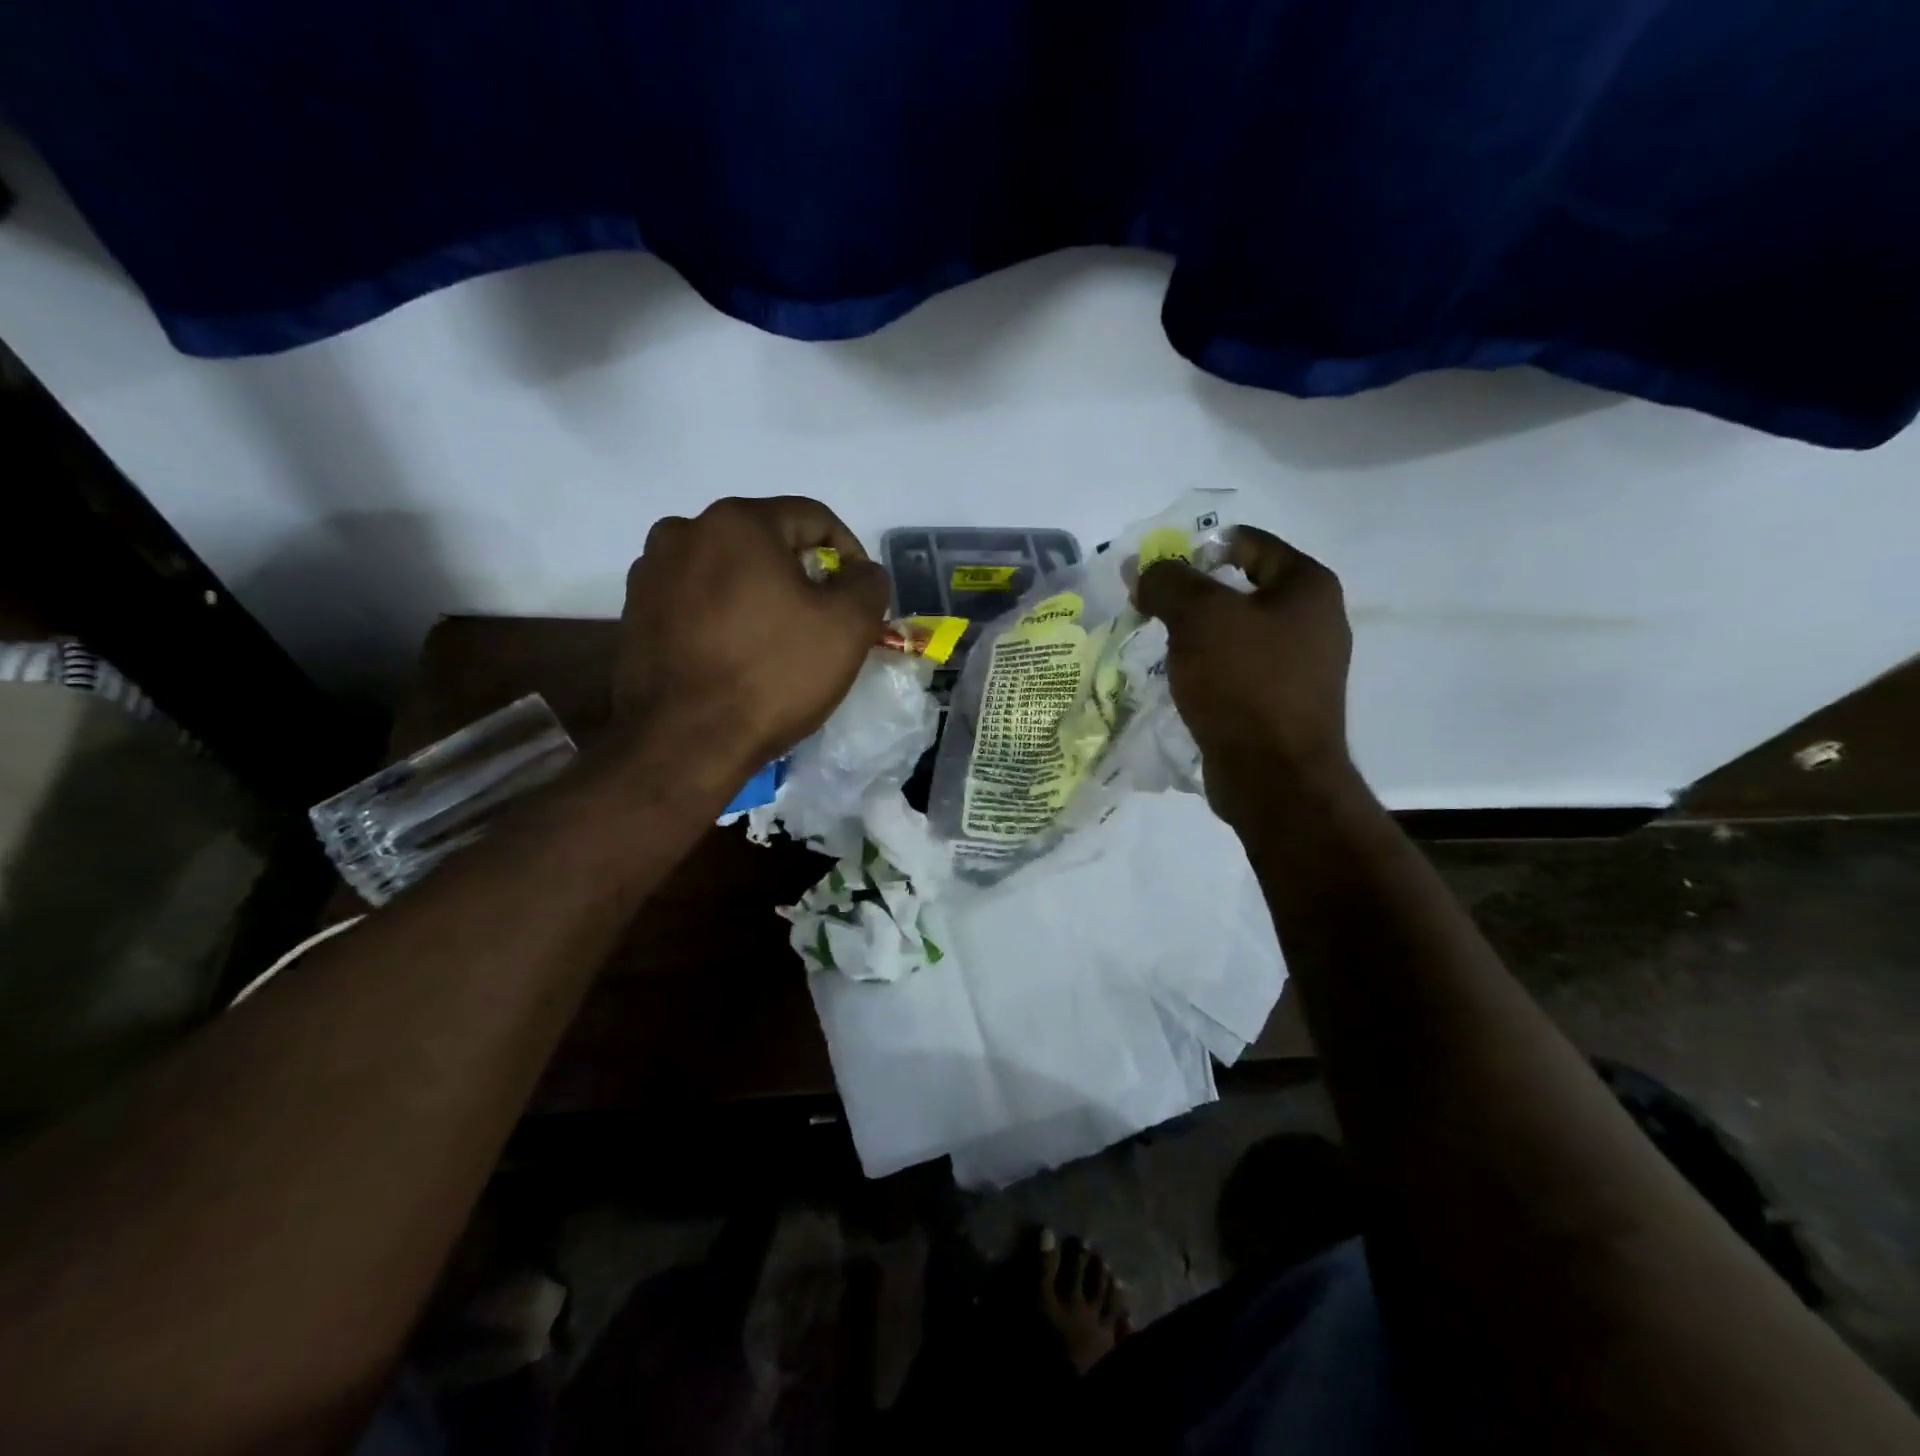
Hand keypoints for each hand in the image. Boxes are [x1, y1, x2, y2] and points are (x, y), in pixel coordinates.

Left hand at [612, 497, 890, 784]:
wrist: (683, 744)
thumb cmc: (772, 676)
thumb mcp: (848, 627)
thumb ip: (868, 583)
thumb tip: (861, 572)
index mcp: (737, 522)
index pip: (812, 518)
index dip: (849, 553)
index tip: (860, 597)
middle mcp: (684, 531)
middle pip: (766, 542)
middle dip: (801, 576)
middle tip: (823, 622)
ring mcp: (651, 572)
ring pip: (728, 571)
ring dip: (760, 594)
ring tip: (778, 641)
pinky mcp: (634, 613)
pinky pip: (696, 600)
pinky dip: (724, 616)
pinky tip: (737, 655)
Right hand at [1135, 526, 1355, 822]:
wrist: (1274, 776)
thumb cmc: (1244, 683)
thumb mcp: (1198, 617)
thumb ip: (1167, 582)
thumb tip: (1139, 569)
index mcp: (1308, 587)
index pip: (1248, 542)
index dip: (1197, 548)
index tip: (1156, 569)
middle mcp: (1314, 621)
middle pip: (1240, 588)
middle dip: (1191, 595)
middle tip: (1149, 607)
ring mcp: (1301, 666)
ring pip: (1236, 633)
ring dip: (1196, 635)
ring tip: (1157, 643)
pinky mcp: (1282, 704)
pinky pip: (1237, 670)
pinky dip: (1207, 668)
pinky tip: (1179, 680)